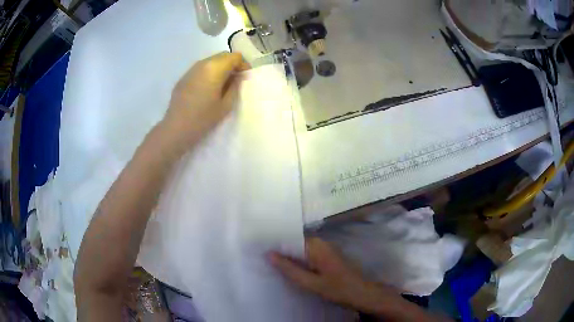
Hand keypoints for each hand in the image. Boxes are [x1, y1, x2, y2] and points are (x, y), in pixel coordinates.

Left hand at [161, 52, 249, 152]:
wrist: (176, 128)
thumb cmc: (203, 118)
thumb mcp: (226, 104)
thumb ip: (236, 86)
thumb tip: (239, 76)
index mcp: (215, 68)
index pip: (234, 57)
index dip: (243, 64)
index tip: (245, 77)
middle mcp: (203, 63)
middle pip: (223, 55)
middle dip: (232, 64)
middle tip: (236, 80)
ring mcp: (191, 69)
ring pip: (211, 60)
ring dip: (221, 67)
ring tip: (223, 84)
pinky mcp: (184, 77)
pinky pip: (201, 68)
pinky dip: (210, 72)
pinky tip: (208, 88)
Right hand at [269, 237, 400, 314]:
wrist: (362, 293)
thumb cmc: (337, 289)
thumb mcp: (311, 283)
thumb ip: (290, 269)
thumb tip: (268, 254)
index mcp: (316, 245)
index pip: (289, 237)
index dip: (273, 241)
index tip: (256, 246)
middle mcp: (320, 242)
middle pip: (293, 242)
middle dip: (278, 248)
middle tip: (259, 255)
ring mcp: (324, 248)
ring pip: (299, 248)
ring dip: (286, 254)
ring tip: (268, 260)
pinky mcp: (326, 256)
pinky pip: (306, 254)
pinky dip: (295, 259)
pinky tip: (286, 267)